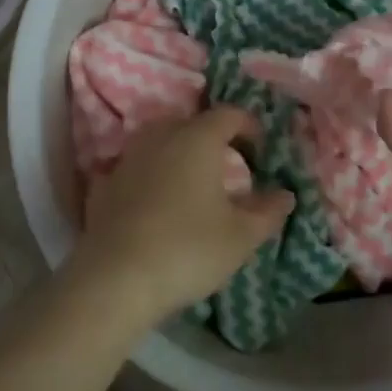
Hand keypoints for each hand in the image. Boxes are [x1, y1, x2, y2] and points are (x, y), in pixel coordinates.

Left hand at [71, 107, 294, 329]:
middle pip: (193, 124)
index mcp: (198, 138)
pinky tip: (157, 203)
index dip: (249, 127)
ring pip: (161, 141)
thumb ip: (267, 211)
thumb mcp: (241, 236)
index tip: (261, 151)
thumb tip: (285, 194)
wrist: (115, 276)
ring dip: (180, 154)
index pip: (229, 114)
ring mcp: (129, 156)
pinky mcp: (106, 182)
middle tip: (229, 167)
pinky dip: (152, 176)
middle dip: (214, 139)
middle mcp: (161, 135)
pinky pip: (137, 167)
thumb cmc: (188, 248)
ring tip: (194, 185)